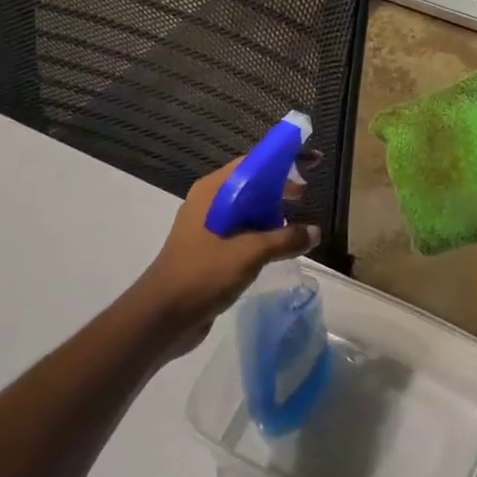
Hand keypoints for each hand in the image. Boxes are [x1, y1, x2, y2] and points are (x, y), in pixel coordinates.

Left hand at [138, 159, 318, 340]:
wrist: (162, 318)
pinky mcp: (211, 250)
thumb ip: (285, 239)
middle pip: (252, 183)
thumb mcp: (249, 253)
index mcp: (213, 191)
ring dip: (273, 211)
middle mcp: (210, 203)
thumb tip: (314, 232)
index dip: (284, 158)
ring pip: (248, 209)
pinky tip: (281, 245)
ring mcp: (209, 227)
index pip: (254, 162)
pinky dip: (264, 232)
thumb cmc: (202, 274)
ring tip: (298, 220)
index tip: (312, 160)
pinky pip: (244, 232)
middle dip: (280, 185)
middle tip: (306, 192)